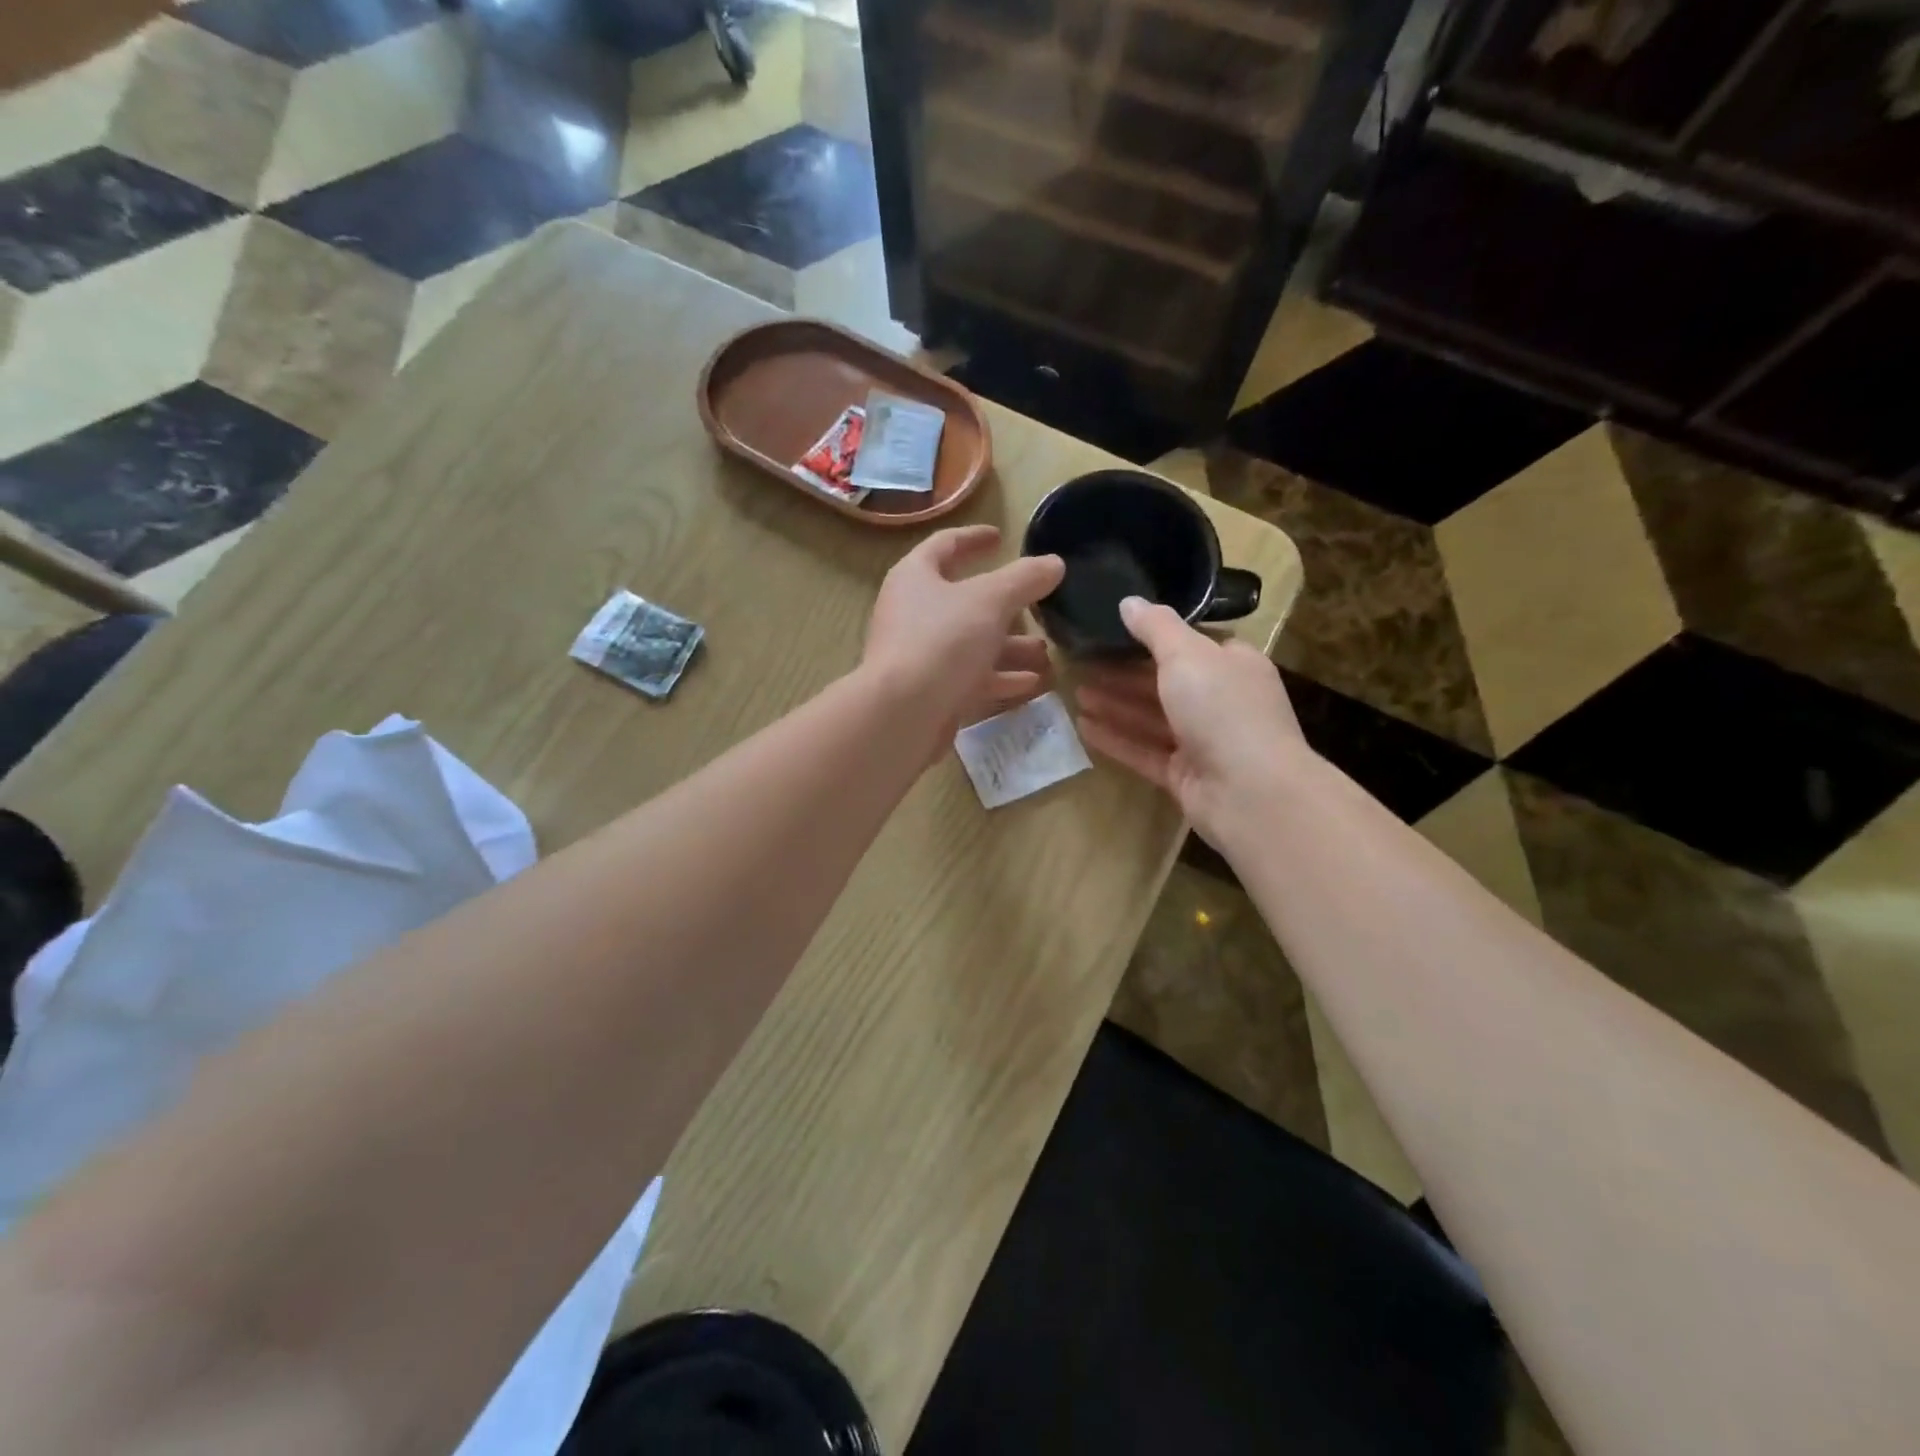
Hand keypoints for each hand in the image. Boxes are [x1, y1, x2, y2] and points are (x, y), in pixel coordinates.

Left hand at [863, 525, 1065, 735]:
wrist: (902, 714)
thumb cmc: (942, 641)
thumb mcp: (991, 601)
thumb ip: (1024, 579)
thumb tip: (1054, 563)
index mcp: (916, 577)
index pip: (945, 545)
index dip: (973, 538)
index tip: (1000, 537)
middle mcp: (913, 613)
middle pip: (963, 601)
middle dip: (1005, 605)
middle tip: (1038, 605)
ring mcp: (920, 655)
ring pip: (971, 643)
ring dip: (1009, 646)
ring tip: (1046, 651)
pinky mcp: (930, 692)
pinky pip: (970, 678)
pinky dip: (999, 678)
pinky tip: (1032, 683)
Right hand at [1074, 596, 1311, 842]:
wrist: (1250, 792)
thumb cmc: (1223, 709)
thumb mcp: (1187, 654)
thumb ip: (1155, 627)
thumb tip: (1128, 601)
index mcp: (1232, 665)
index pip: (1193, 644)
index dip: (1154, 636)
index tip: (1114, 630)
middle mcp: (1220, 701)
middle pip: (1165, 682)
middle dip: (1124, 674)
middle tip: (1082, 663)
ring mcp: (1203, 741)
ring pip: (1152, 718)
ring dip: (1115, 705)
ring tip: (1075, 693)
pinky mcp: (1184, 775)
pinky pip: (1144, 751)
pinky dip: (1116, 739)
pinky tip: (1083, 728)